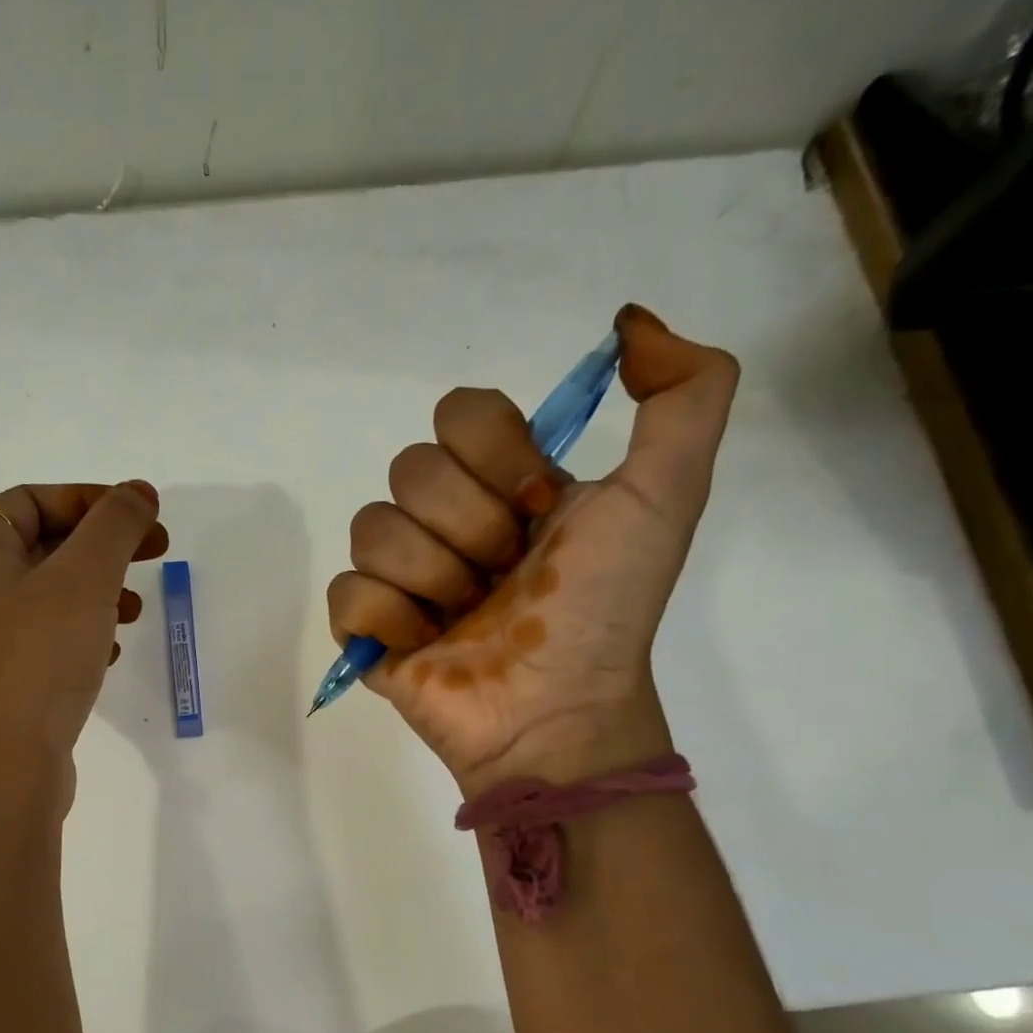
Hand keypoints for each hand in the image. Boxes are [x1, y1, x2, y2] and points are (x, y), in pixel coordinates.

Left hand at [0, 481, 168, 803]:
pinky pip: (45, 639)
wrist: (2, 769)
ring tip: (136, 609)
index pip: (33, 499)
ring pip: (48, 596)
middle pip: (42, 545)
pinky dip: (82, 633)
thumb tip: (138, 491)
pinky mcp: (0, 681)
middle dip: (103, 546)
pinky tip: (111, 653)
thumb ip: (115, 526)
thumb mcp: (84, 578)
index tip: (143, 516)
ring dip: (97, 591)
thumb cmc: (39, 658)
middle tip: (155, 553)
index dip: (91, 499)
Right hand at [325, 305, 738, 795]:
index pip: (459, 414)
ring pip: (371, 528)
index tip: (538, 508)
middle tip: (505, 576)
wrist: (557, 710)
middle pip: (410, 469)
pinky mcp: (367, 629)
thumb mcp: (667, 496)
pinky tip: (426, 644)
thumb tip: (628, 322)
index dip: (495, 456)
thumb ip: (686, 395)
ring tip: (467, 618)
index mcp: (503, 484)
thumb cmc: (603, 610)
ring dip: (432, 577)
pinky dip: (389, 618)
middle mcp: (446, 521)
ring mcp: (401, 577)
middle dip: (469, 527)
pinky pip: (346, 592)